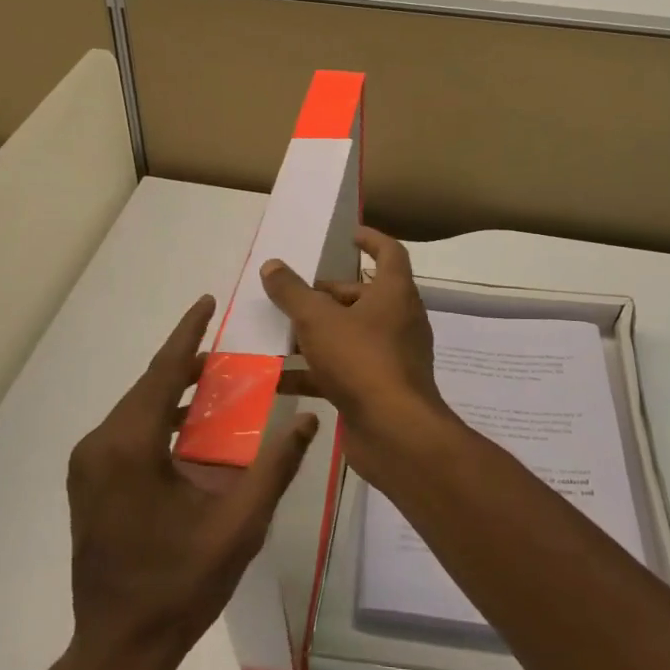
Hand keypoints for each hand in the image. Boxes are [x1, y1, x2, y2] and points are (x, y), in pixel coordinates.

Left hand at [65, 296, 316, 669]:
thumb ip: (275, 468)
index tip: (207, 301)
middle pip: (149, 388)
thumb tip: (308, 420)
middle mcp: (100, 446)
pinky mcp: (89, 484)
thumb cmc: (179, 586)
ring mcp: (88, 466)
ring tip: (215, 386)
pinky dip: (158, 421)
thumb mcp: (238, 526)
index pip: (163, 372)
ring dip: (173, 394)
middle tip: (227, 352)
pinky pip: (127, 434)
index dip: (187, 333)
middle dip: (186, 364)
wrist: (118, 649)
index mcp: (130, 446)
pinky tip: (189, 432)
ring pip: (136, 410)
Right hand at [260, 228, 459, 487]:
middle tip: (289, 297)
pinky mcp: (378, 389)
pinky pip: (342, 370)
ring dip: (314, 334)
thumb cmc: (362, 361)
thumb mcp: (318, 320)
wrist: (395, 433)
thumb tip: (272, 265)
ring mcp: (390, 357)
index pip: (389, 253)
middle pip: (361, 296)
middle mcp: (397, 320)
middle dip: (324, 296)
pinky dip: (313, 371)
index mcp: (394, 293)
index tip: (348, 236)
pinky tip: (277, 378)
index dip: (370, 240)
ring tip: (275, 334)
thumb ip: (292, 292)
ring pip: (348, 335)